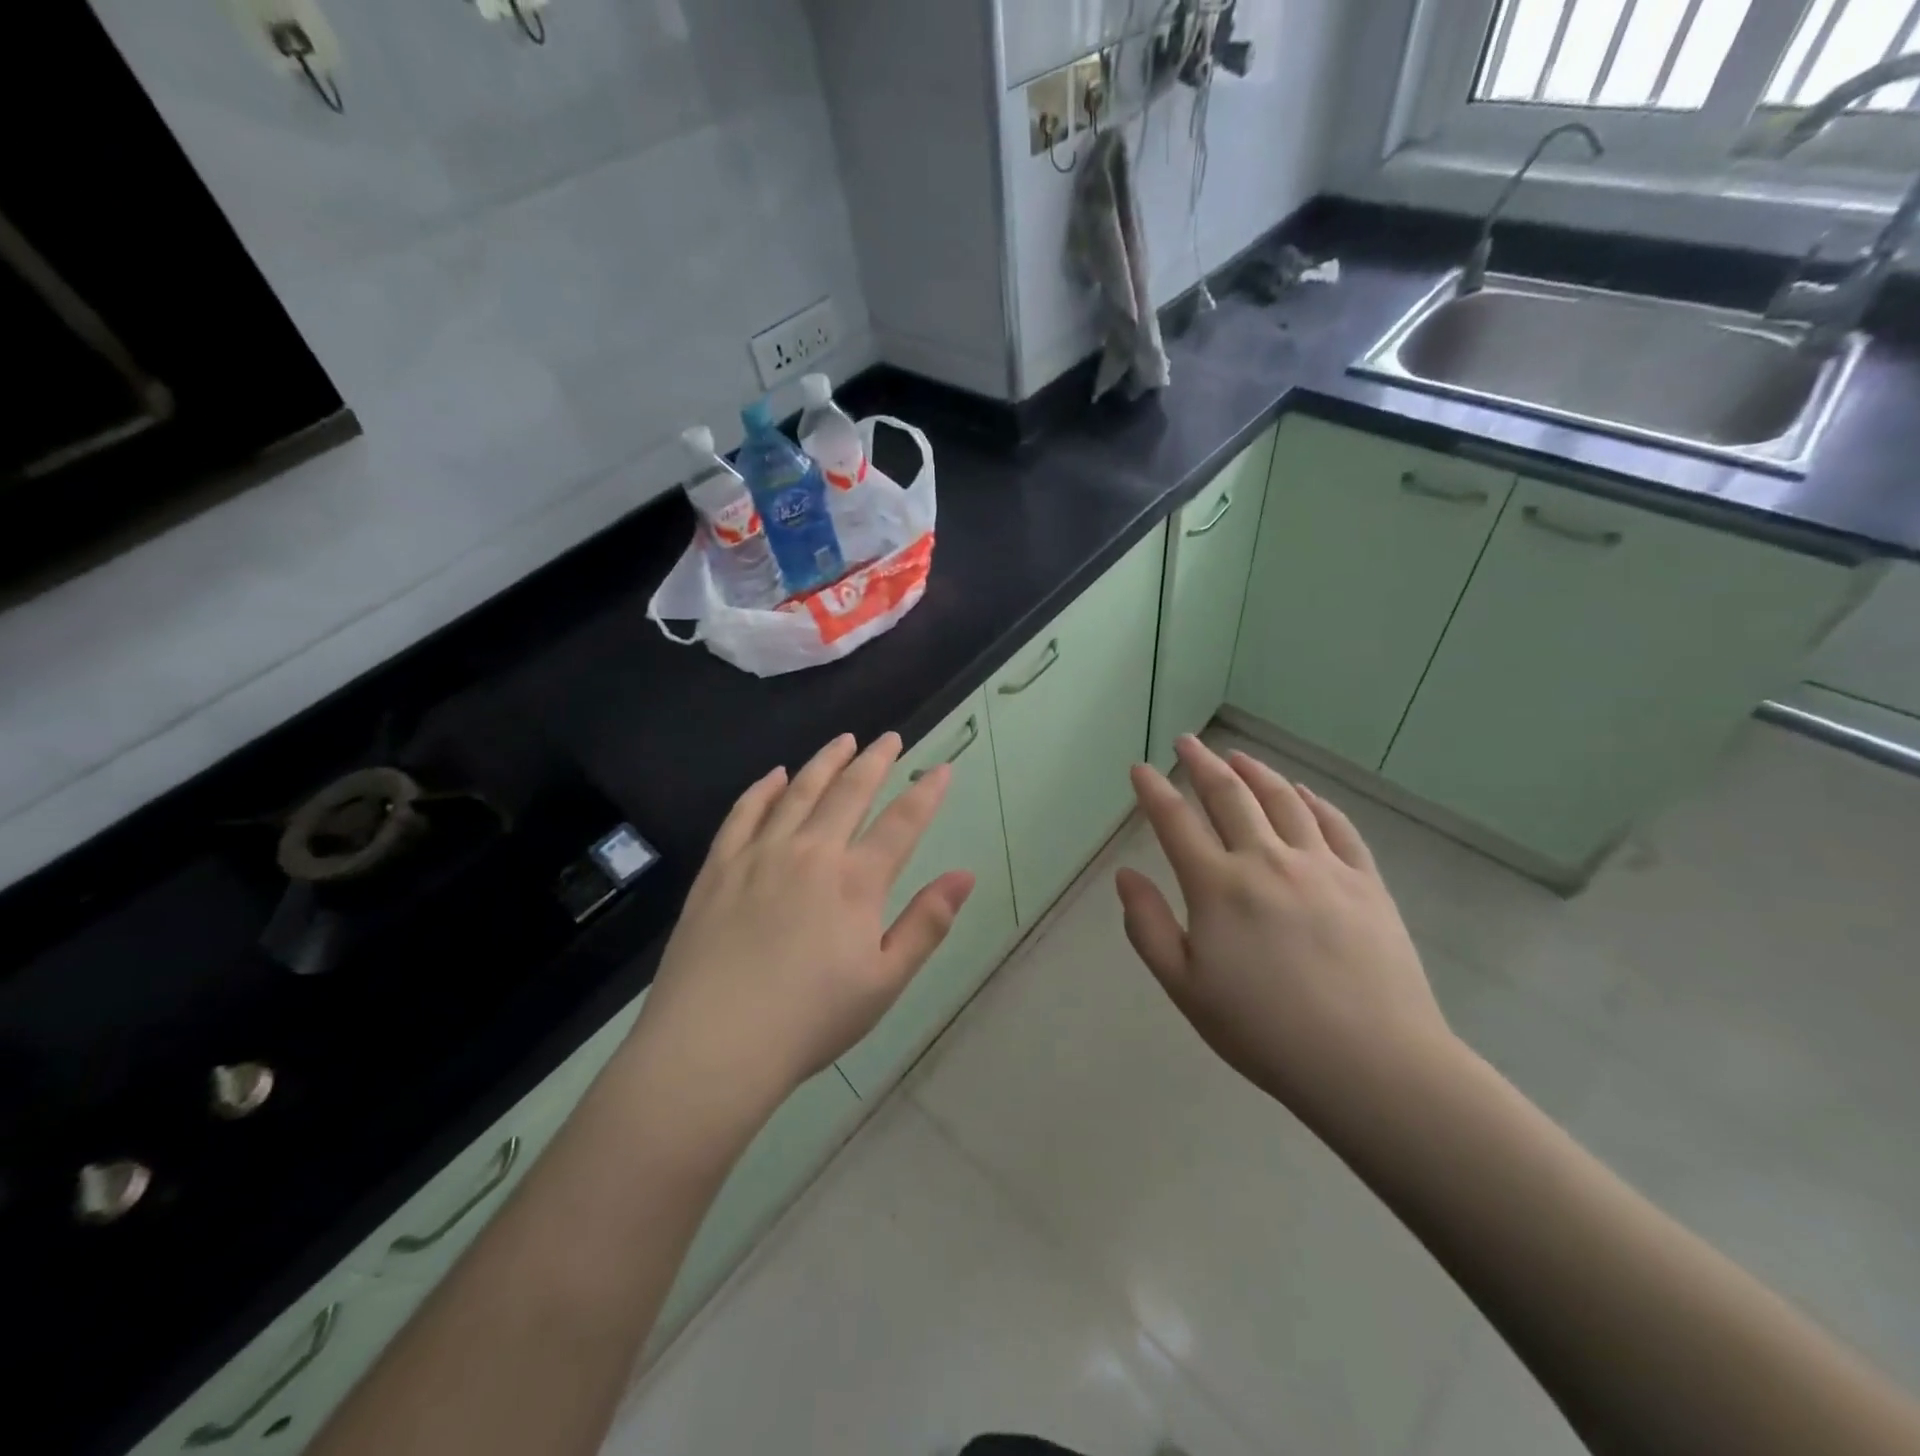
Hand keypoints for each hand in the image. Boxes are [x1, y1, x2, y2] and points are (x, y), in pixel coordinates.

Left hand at [632, 733, 974, 1122]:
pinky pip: (744, 813)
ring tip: (842, 741)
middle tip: (890, 739)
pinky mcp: (719, 867)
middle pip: (849, 792)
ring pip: (798, 792)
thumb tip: (966, 875)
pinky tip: (773, 775)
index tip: (942, 768)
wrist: (713, 1045)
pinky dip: (762, 788)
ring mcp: (759, 855)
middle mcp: (810, 853)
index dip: (926, 793)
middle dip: (875, 760)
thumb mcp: (885, 982)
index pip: (901, 823)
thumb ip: (927, 923)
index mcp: (855, 882)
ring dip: (824, 763)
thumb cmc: (809, 1021)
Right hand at [1114, 735, 1453, 1120]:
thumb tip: (1125, 876)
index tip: (1140, 769)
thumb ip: (1147, 927)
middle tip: (1187, 742)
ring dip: (1256, 771)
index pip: (1175, 822)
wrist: (1371, 1063)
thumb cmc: (1264, 1031)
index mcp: (1217, 887)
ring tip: (1238, 756)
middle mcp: (1266, 861)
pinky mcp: (1365, 881)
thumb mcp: (1185, 988)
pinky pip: (1336, 825)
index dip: (1153, 790)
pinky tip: (1303, 793)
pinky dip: (1314, 801)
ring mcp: (1321, 866)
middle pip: (1229, 796)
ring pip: (1283, 800)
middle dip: (1202, 763)